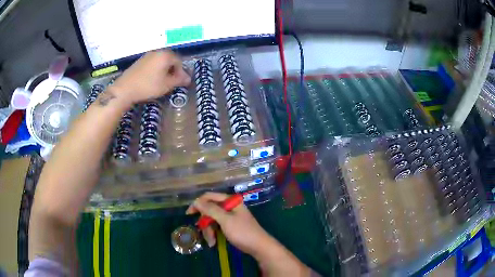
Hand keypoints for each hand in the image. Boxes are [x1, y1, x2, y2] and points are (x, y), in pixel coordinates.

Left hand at [109, 50, 190, 104]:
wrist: (125, 89)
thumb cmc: (148, 86)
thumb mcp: (166, 85)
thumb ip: (179, 80)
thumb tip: (188, 79)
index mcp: (165, 55)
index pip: (179, 61)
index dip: (181, 72)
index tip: (180, 82)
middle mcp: (157, 52)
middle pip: (170, 59)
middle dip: (173, 70)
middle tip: (172, 82)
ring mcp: (147, 55)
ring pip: (161, 61)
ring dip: (164, 70)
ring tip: (162, 81)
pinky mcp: (140, 61)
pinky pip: (152, 63)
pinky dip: (156, 69)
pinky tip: (153, 79)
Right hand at [186, 192, 273, 256]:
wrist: (259, 247)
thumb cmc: (243, 232)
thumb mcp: (225, 220)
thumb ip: (210, 209)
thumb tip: (196, 201)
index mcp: (231, 201)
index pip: (209, 197)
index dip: (198, 204)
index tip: (189, 214)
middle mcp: (230, 206)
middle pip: (210, 210)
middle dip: (206, 223)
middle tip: (205, 234)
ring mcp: (230, 217)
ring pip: (212, 220)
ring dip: (209, 231)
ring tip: (211, 242)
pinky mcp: (231, 226)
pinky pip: (217, 226)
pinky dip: (214, 234)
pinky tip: (214, 242)